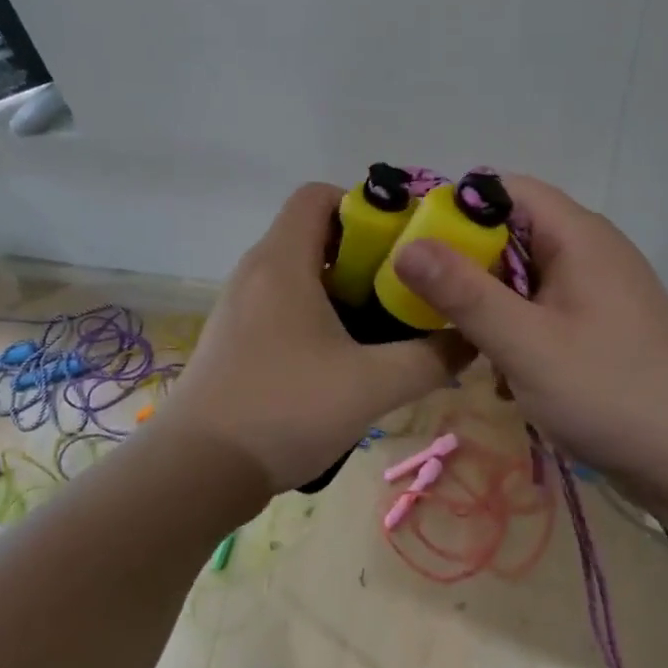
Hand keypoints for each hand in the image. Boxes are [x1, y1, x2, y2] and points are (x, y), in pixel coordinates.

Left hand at [161, 184, 472, 492]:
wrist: (196, 472)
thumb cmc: (284, 410)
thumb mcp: (372, 385)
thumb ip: (431, 359)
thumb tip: (471, 340)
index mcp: (282, 260)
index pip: (318, 195)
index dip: (363, 206)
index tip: (401, 242)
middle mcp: (256, 271)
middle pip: (313, 233)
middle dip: (364, 253)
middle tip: (405, 287)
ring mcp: (240, 305)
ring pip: (299, 272)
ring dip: (342, 288)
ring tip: (383, 324)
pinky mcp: (234, 338)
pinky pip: (282, 303)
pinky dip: (317, 313)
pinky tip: (344, 357)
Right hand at [389, 176, 667, 496]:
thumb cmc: (609, 394)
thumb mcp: (525, 344)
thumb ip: (463, 293)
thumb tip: (406, 246)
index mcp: (578, 236)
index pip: (506, 190)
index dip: (456, 208)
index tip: (415, 245)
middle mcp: (591, 250)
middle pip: (512, 232)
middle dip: (467, 263)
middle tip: (425, 300)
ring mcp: (600, 289)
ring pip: (525, 275)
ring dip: (490, 303)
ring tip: (463, 342)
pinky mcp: (603, 325)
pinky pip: (544, 307)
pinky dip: (517, 329)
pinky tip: (505, 374)